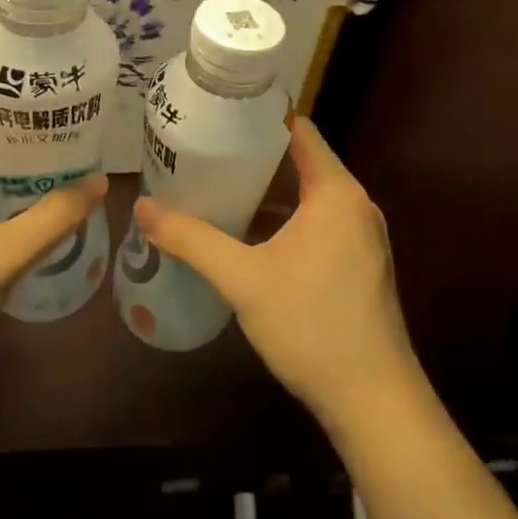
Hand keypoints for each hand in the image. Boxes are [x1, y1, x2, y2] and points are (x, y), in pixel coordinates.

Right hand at [134, 117, 419, 429]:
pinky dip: (287, 219)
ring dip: (271, 191)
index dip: (261, 117)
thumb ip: (192, 239)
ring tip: (220, 186)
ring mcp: (362, 237)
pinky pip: (319, 223)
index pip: (300, 130)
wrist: (374, 403)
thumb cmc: (311, 326)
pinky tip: (250, 236)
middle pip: (303, 161)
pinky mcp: (360, 266)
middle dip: (256, 155)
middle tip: (207, 150)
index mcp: (335, 192)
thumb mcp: (243, 279)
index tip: (220, 114)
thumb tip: (143, 207)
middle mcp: (355, 205)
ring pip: (311, 196)